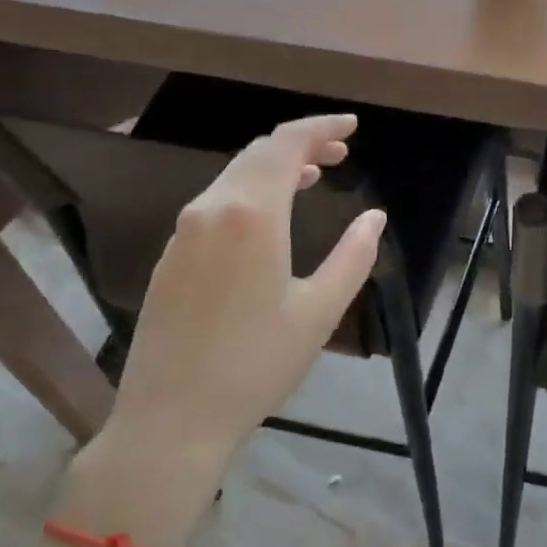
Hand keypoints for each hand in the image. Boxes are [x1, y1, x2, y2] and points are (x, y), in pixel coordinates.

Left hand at [77, 116, 384, 532]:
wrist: (171, 419)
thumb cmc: (256, 364)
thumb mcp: (319, 311)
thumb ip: (354, 256)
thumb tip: (375, 217)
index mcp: (251, 215)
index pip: (286, 145)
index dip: (320, 128)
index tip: (351, 127)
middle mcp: (211, 209)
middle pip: (258, 153)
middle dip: (302, 144)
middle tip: (341, 153)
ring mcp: (184, 232)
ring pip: (235, 176)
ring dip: (276, 167)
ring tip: (314, 175)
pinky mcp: (171, 256)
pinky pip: (217, 202)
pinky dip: (251, 191)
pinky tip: (271, 215)